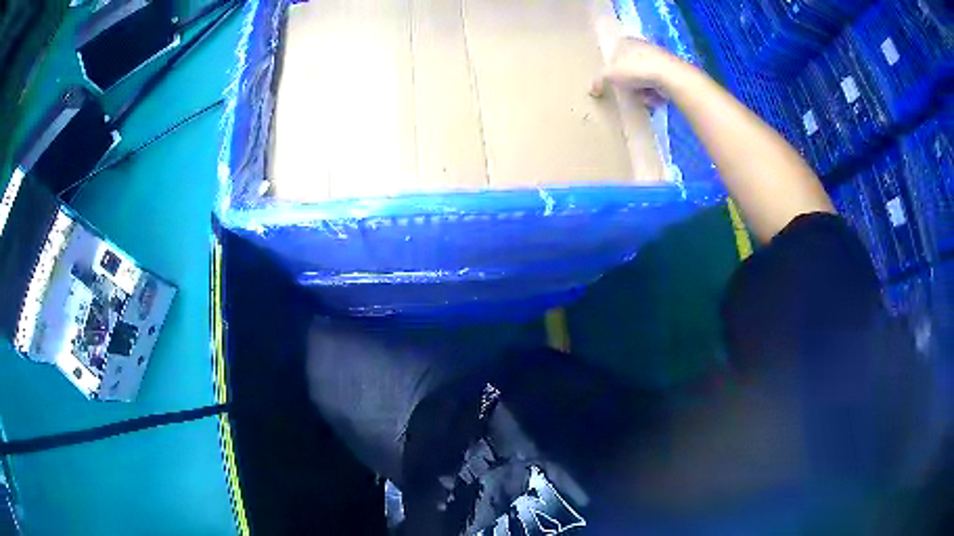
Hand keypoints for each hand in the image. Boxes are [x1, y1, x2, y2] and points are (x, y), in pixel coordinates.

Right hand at [590, 38, 683, 105]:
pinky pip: (657, 85)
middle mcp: (641, 46)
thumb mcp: (610, 75)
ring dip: (641, 90)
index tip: (612, 81)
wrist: (669, 75)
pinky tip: (654, 99)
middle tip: (626, 91)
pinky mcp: (670, 71)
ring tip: (642, 97)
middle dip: (628, 82)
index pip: (614, 53)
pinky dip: (654, 93)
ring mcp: (657, 58)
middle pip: (630, 67)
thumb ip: (599, 81)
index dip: (612, 68)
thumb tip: (592, 90)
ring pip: (643, 78)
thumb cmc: (636, 69)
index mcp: (625, 41)